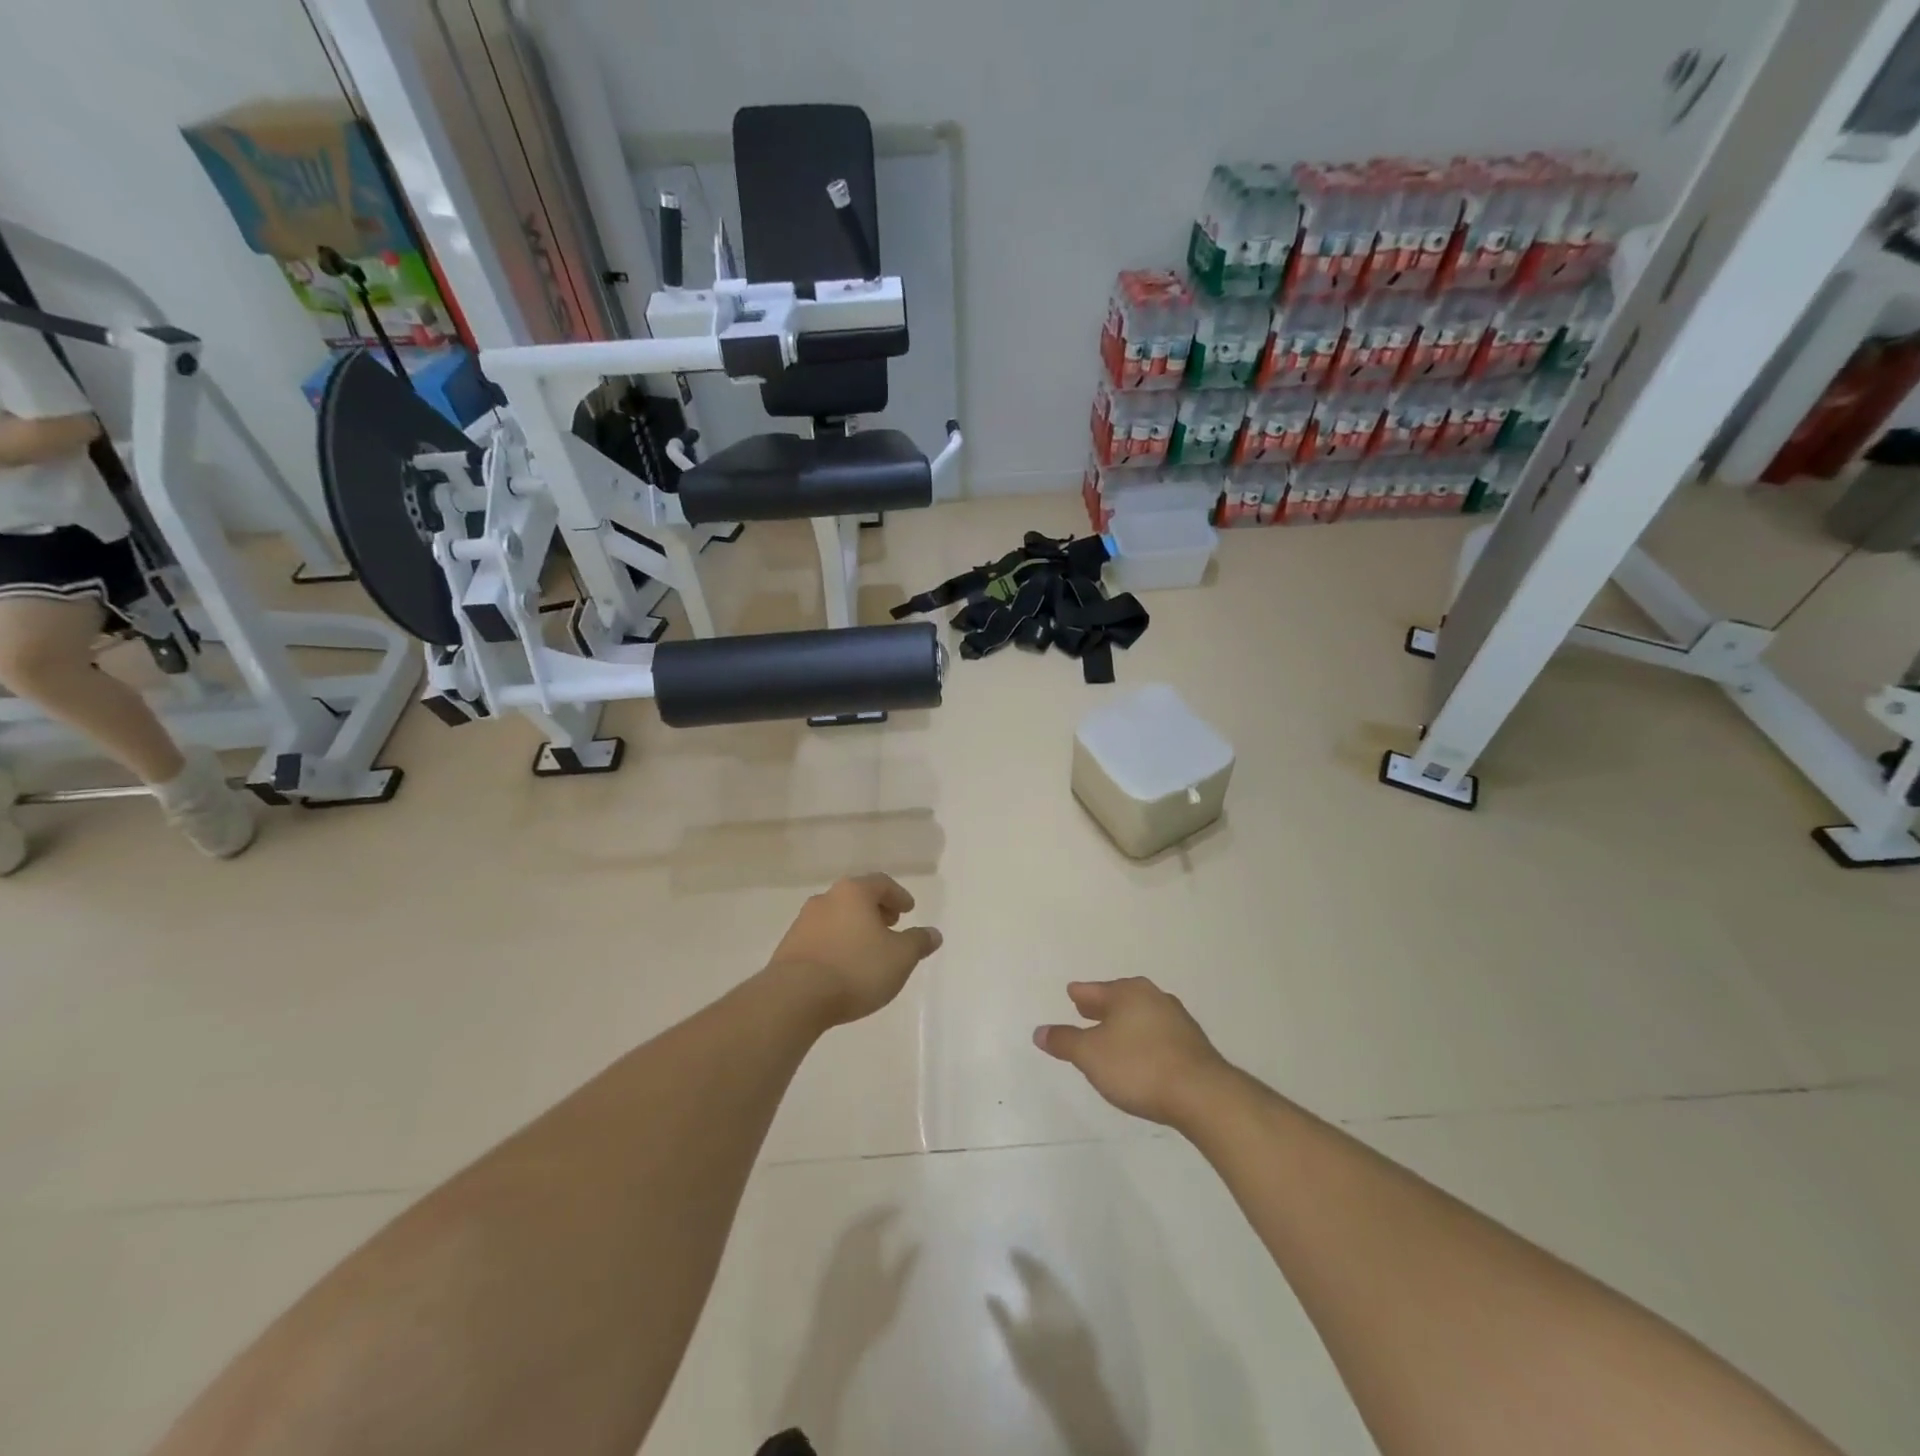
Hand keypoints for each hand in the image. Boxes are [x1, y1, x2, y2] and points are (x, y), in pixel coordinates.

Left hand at [766, 875, 942, 1027]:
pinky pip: (820, 938)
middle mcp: (826, 899)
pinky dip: (836, 943)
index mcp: (853, 893)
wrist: (796, 997)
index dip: (898, 895)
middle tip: (890, 925)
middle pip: (856, 897)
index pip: (881, 883)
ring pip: (836, 917)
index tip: (908, 910)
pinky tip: (844, 965)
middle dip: (876, 910)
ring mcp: (802, 922)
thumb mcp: (900, 958)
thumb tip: (933, 934)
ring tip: (868, 949)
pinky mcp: (788, 947)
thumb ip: (918, 942)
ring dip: (854, 927)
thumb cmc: (856, 969)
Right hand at [1033, 978, 1230, 1128]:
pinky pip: (1157, 1035)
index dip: (1081, 994)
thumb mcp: (1091, 1055)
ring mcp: (1178, 1021)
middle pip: (1120, 999)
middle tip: (1086, 1010)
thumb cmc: (1139, 1067)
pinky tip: (1139, 1056)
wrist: (1203, 1095)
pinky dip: (1143, 1039)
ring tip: (1111, 1035)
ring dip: (1124, 1024)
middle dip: (1102, 1006)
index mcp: (1129, 993)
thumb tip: (1040, 1031)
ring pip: (1141, 1016)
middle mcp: (1154, 998)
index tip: (1072, 993)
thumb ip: (1064, 1041)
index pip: (1096, 990)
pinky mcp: (1193, 1046)